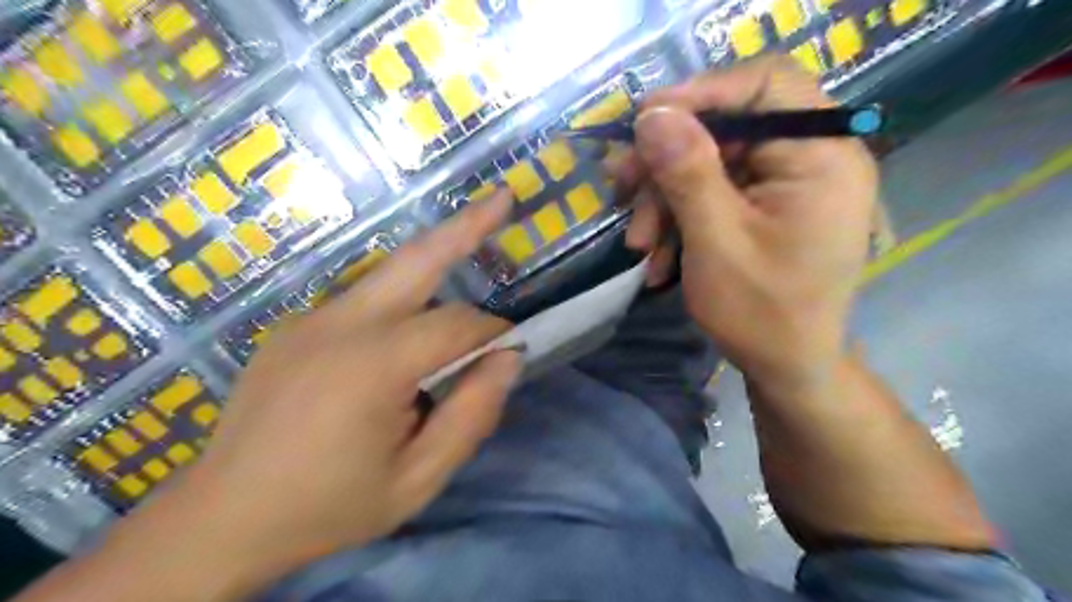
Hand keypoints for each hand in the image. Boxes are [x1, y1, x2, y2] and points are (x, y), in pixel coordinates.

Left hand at [99, 192, 523, 596]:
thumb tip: (508, 359)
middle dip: (466, 226)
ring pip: (391, 273)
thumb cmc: (331, 505)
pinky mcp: (297, 325)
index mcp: (372, 366)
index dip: (493, 332)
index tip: (510, 351)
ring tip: (473, 231)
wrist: (224, 518)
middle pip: (417, 258)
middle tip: (503, 198)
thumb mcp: (417, 480)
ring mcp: (312, 318)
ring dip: (436, 258)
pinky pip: (366, 299)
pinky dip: (404, 298)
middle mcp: (340, 324)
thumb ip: (471, 416)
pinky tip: (412, 325)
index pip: (457, 325)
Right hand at [620, 57, 877, 395]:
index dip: (702, 92)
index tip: (644, 120)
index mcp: (820, 157)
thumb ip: (686, 172)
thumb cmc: (761, 313)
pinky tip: (658, 256)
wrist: (787, 367)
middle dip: (668, 163)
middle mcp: (813, 157)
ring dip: (666, 199)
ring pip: (712, 163)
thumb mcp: (715, 241)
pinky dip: (681, 218)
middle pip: (728, 127)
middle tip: (621, 189)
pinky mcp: (769, 205)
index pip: (766, 83)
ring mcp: (789, 183)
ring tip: (639, 244)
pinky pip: (716, 192)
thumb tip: (652, 114)